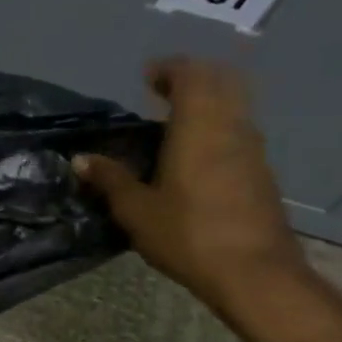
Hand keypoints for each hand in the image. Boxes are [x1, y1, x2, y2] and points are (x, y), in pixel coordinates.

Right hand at [75, 58, 330, 341]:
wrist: (253, 272)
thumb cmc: (187, 234)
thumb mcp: (136, 210)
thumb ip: (110, 179)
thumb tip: (80, 159)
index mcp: (198, 127)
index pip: (191, 76)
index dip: (170, 69)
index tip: (147, 77)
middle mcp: (231, 128)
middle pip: (220, 82)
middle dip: (192, 78)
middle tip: (162, 91)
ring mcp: (252, 149)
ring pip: (234, 106)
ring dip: (208, 102)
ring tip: (175, 122)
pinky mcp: (261, 172)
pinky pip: (238, 131)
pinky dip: (217, 126)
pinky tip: (195, 154)